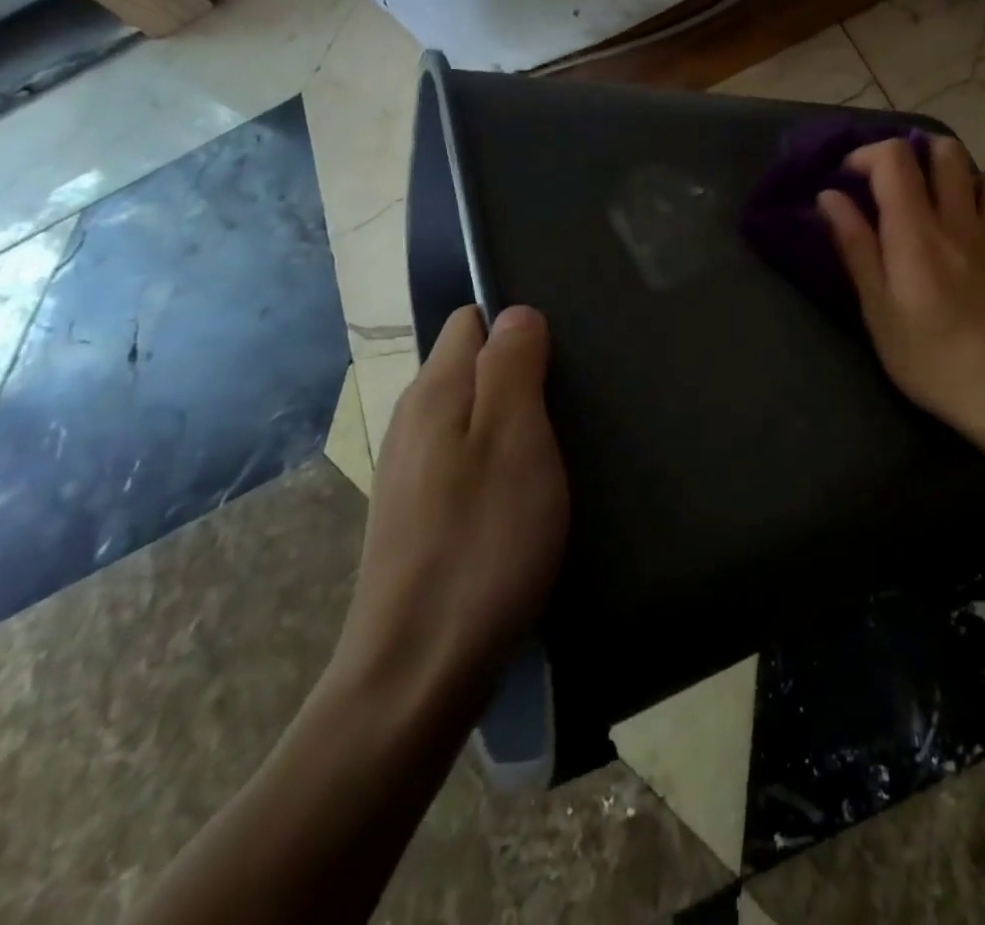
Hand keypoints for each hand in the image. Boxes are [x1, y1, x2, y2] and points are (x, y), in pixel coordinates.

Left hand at [331, 305, 569, 710]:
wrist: (417, 673)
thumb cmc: (482, 543)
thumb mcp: (514, 441)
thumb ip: (512, 366)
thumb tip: (516, 311)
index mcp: (434, 392)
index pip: (470, 320)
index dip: (517, 322)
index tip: (564, 350)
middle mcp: (412, 420)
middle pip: (469, 364)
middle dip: (520, 367)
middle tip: (575, 396)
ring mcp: (410, 471)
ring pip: (468, 412)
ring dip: (513, 414)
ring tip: (562, 439)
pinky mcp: (417, 514)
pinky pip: (463, 456)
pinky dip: (498, 456)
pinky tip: (527, 489)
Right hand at [818, 136, 984, 466]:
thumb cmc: (927, 357)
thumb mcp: (876, 308)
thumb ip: (855, 246)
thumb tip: (830, 197)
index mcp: (917, 231)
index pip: (895, 159)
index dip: (868, 155)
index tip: (851, 179)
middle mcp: (962, 221)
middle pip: (948, 152)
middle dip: (920, 155)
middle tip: (904, 184)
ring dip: (975, 183)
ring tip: (957, 208)